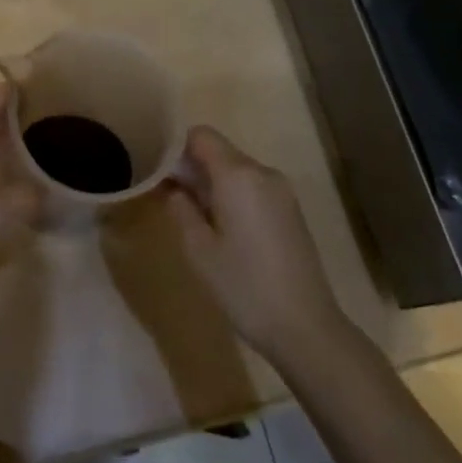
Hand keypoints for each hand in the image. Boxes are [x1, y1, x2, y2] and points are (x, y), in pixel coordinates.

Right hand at [164, 126, 351, 366]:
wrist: (305, 327)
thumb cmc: (244, 285)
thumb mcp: (198, 248)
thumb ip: (180, 206)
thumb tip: (171, 184)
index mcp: (238, 175)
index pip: (200, 135)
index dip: (175, 146)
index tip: (156, 170)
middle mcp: (262, 172)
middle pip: (218, 150)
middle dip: (191, 166)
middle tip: (166, 196)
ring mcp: (281, 190)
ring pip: (235, 169)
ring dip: (210, 182)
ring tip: (191, 214)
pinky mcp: (290, 209)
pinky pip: (252, 186)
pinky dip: (231, 194)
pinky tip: (220, 227)